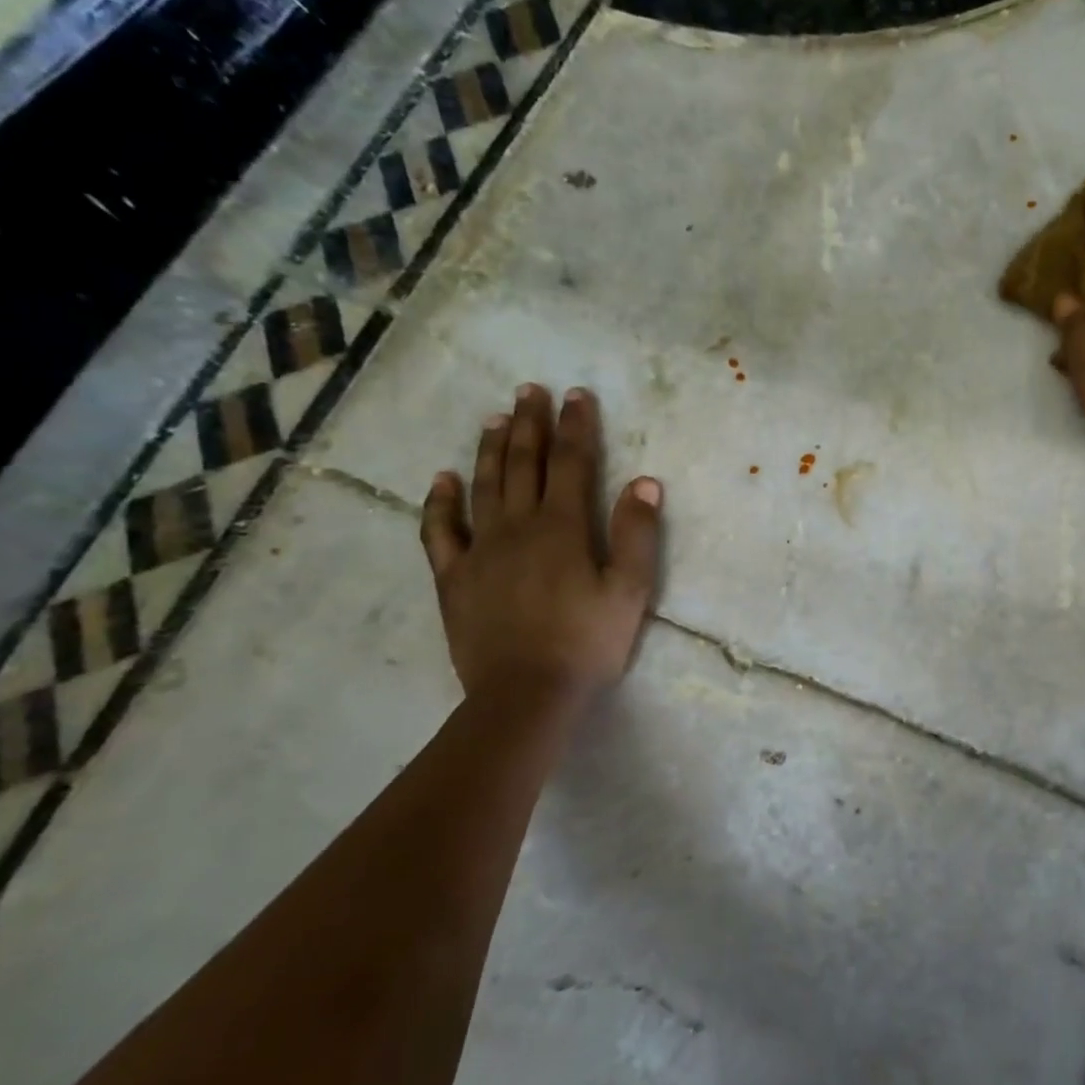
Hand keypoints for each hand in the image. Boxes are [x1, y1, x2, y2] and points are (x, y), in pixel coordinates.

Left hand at [419, 384, 662, 703]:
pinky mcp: (454, 578)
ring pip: (484, 487)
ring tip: (496, 418)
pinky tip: (443, 479)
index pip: (571, 464)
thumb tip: (645, 483)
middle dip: (530, 424)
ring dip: (491, 450)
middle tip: (529, 390)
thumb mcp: (630, 591)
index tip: (577, 395)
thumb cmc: (587, 642)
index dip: (576, 427)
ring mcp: (480, 550)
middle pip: (524, 465)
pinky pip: (440, 531)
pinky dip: (440, 502)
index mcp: (563, 528)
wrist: (526, 693)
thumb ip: (637, 535)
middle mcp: (517, 527)